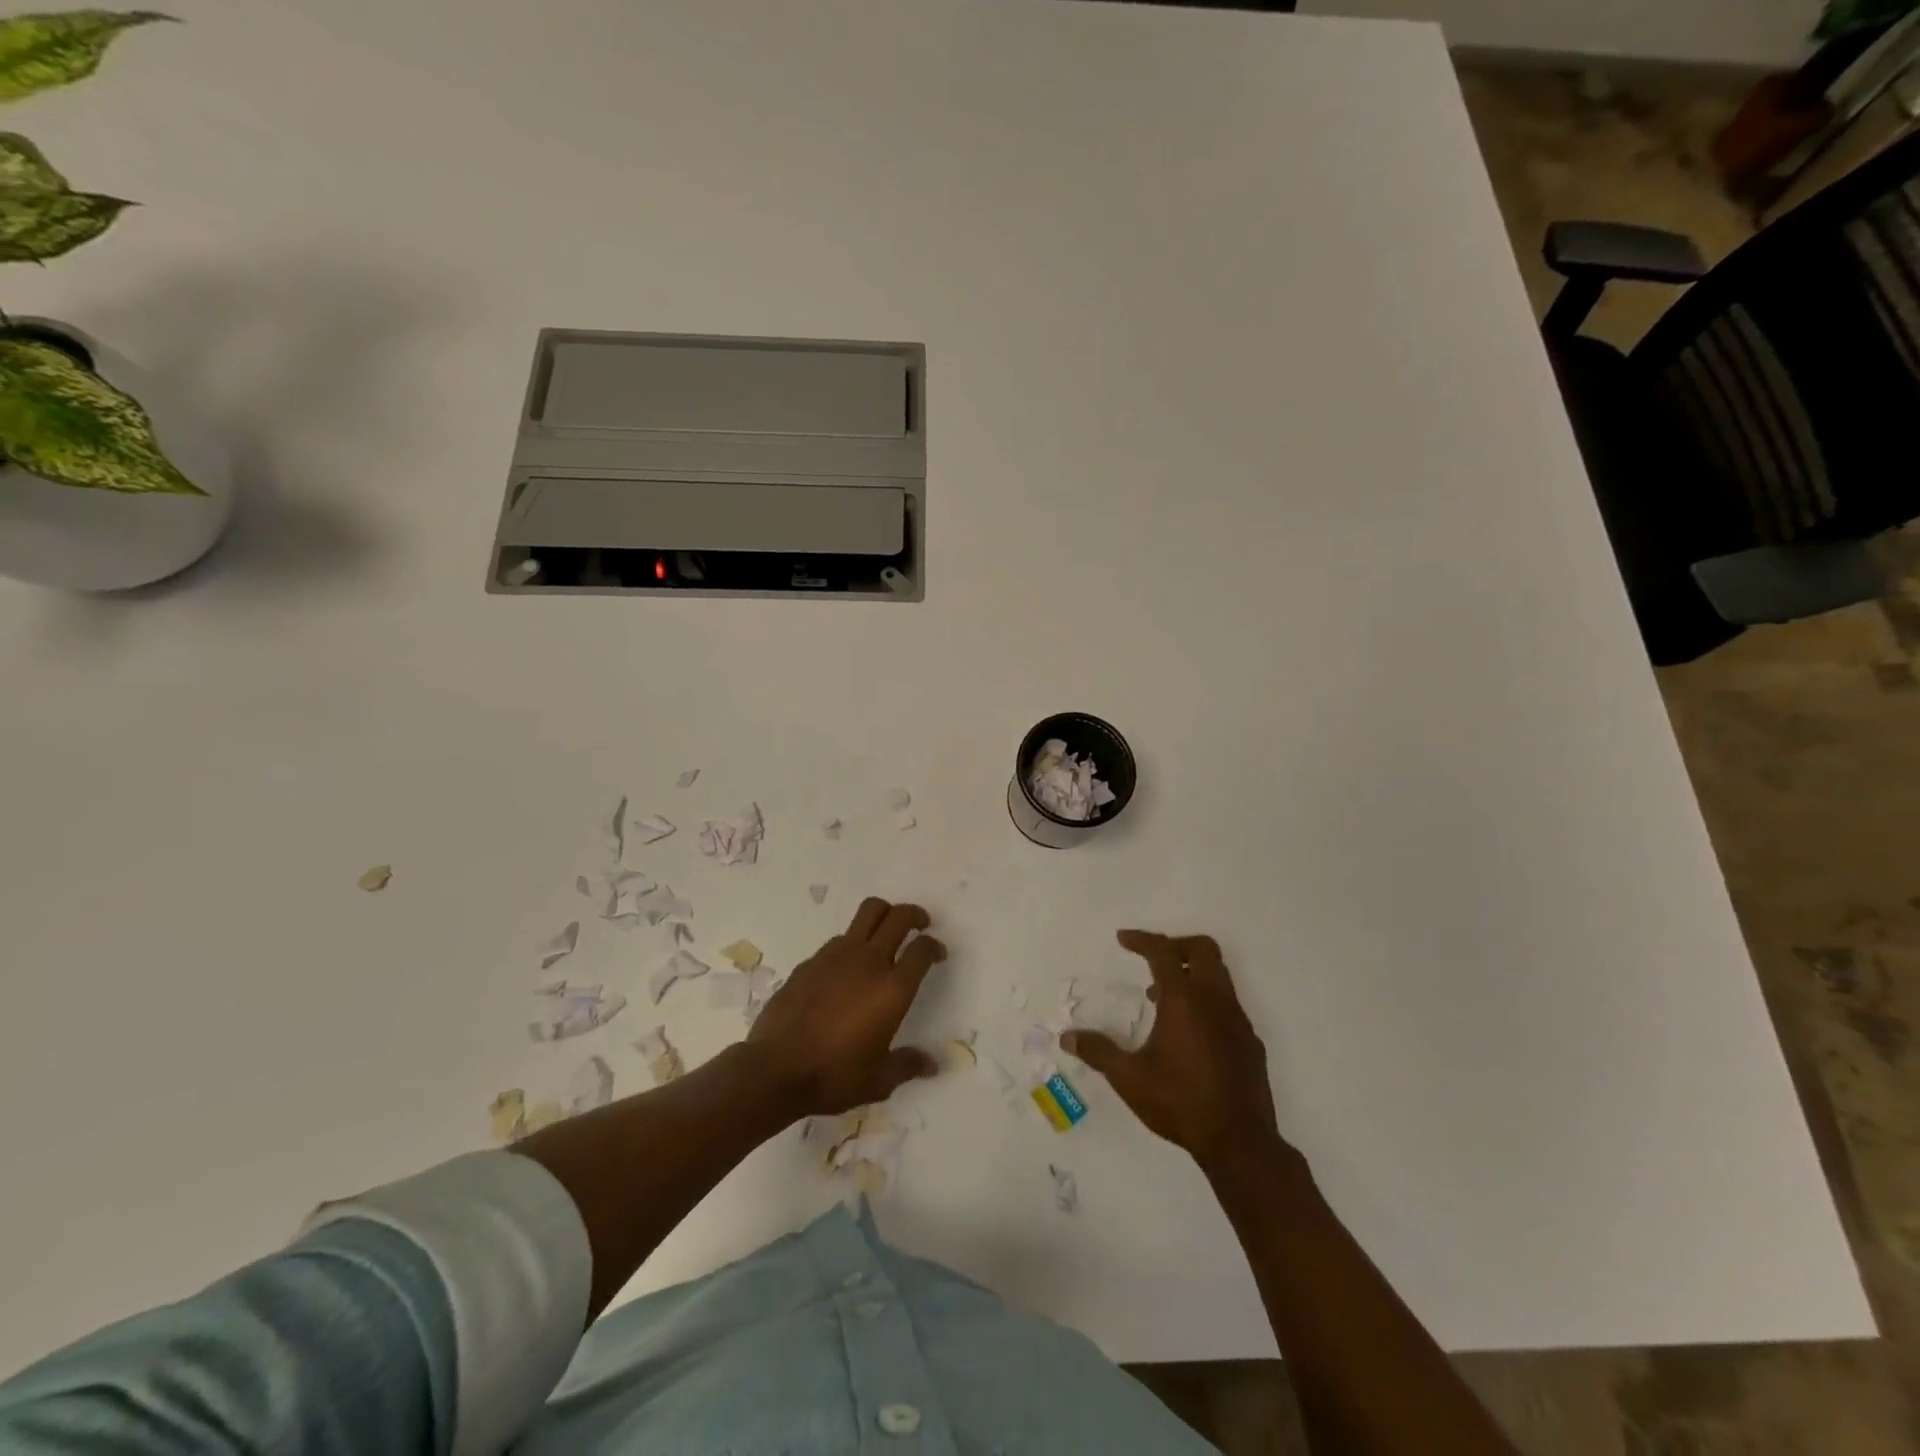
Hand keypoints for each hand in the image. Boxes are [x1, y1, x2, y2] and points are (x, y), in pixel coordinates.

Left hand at [746, 897, 946, 1115]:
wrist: (775, 1069)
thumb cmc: (834, 1075)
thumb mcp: (879, 1080)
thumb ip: (907, 1065)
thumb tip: (932, 1065)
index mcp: (892, 988)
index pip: (922, 950)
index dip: (935, 946)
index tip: (937, 954)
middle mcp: (868, 962)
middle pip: (897, 916)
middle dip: (914, 915)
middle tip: (920, 925)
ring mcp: (836, 956)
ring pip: (867, 913)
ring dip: (883, 918)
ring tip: (884, 937)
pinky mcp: (811, 961)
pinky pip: (840, 939)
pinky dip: (852, 943)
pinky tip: (847, 968)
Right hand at [1062, 930, 1283, 1171]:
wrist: (1240, 1143)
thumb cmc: (1180, 1103)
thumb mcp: (1130, 1079)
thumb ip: (1099, 1052)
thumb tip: (1068, 1038)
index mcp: (1184, 1001)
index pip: (1162, 952)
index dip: (1141, 939)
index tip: (1122, 939)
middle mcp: (1215, 1001)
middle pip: (1203, 949)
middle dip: (1175, 945)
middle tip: (1151, 959)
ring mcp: (1238, 1020)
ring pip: (1219, 975)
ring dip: (1191, 974)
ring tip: (1161, 1001)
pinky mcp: (1251, 1041)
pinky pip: (1228, 1004)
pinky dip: (1207, 1001)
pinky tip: (1190, 1034)